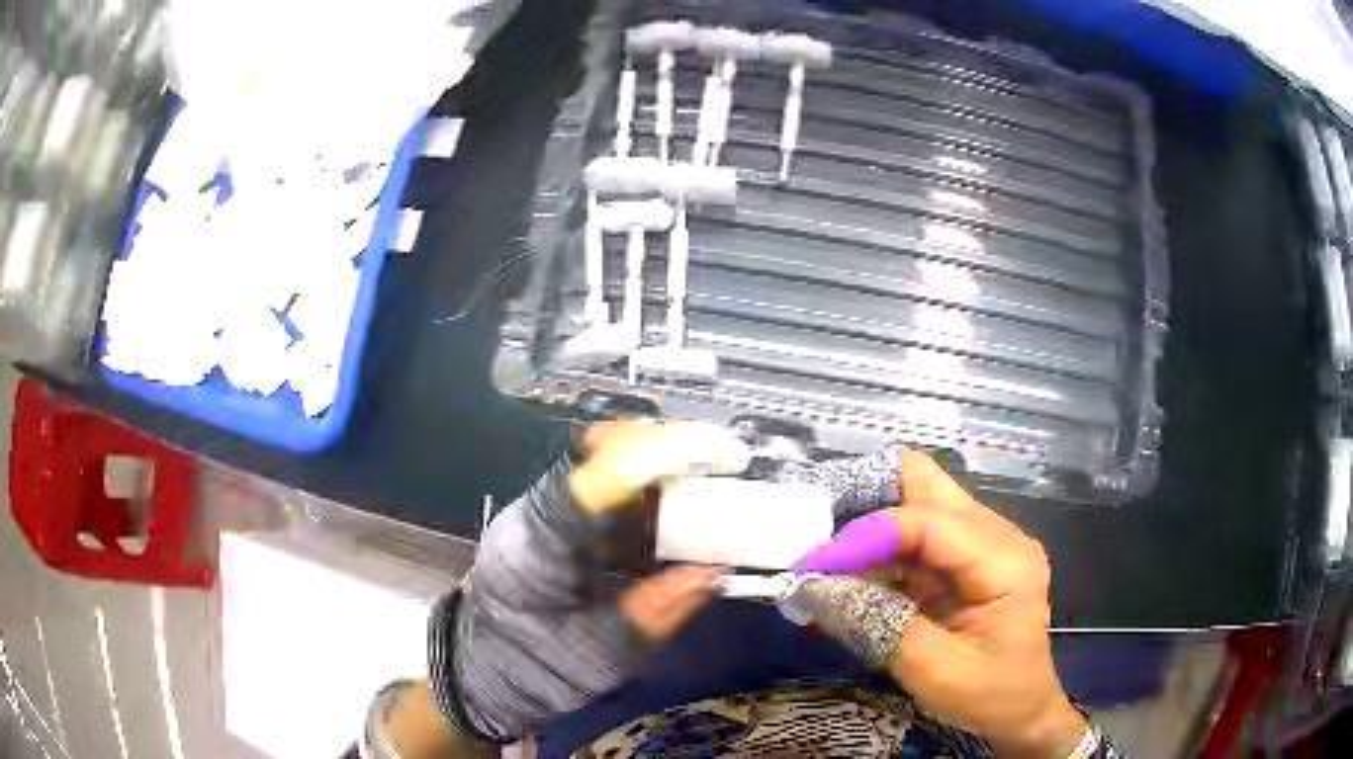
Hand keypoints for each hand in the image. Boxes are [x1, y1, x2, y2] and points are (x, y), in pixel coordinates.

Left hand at [435, 421, 743, 741]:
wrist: (482, 676)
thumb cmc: (534, 672)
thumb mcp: (603, 657)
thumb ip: (659, 611)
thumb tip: (714, 571)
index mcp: (539, 551)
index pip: (593, 481)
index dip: (650, 457)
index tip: (708, 450)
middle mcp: (535, 517)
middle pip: (594, 455)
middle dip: (659, 446)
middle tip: (719, 457)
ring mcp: (539, 517)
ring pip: (598, 465)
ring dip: (655, 464)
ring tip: (708, 474)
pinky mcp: (552, 526)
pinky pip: (601, 493)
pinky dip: (644, 492)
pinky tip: (677, 505)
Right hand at [795, 451, 1087, 757]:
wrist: (1022, 709)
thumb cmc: (990, 696)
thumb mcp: (935, 672)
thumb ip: (878, 625)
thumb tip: (815, 588)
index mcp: (1005, 560)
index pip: (928, 522)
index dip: (866, 535)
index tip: (813, 565)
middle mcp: (996, 535)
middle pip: (925, 485)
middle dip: (865, 500)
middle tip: (815, 532)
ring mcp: (981, 542)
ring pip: (914, 505)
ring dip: (866, 530)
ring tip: (823, 564)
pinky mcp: (963, 559)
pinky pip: (912, 538)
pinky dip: (876, 554)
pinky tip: (847, 580)